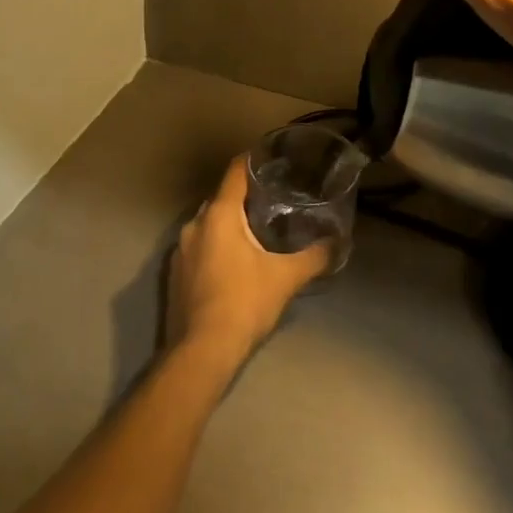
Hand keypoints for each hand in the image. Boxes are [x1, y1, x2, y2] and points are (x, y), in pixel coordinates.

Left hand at [167, 157, 331, 364]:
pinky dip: (216, 245)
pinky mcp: (174, 273)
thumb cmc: (244, 304)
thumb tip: (338, 243)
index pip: (235, 172)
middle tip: (273, 201)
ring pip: (209, 223)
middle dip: (245, 197)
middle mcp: (195, 223)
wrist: (201, 353)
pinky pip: (199, 246)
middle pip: (222, 197)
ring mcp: (180, 250)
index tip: (272, 160)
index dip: (253, 161)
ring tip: (256, 231)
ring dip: (229, 224)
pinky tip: (234, 262)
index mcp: (219, 214)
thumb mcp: (286, 279)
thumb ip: (314, 257)